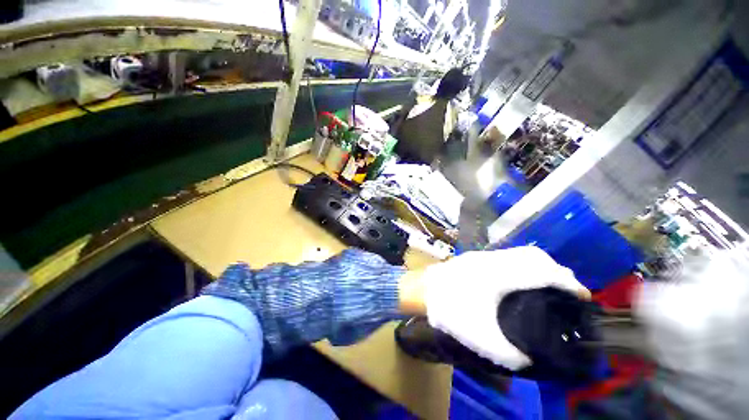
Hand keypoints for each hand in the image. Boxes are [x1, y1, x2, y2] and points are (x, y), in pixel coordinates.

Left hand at [412, 246, 589, 369]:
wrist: (419, 289)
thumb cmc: (447, 309)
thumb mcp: (480, 337)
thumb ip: (509, 354)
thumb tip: (529, 362)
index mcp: (499, 274)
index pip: (543, 272)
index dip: (568, 283)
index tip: (584, 296)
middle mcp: (493, 260)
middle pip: (535, 257)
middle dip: (556, 271)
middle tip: (567, 292)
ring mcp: (482, 256)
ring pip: (520, 254)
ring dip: (539, 266)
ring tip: (548, 287)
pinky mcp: (474, 259)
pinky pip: (507, 257)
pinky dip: (523, 265)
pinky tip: (520, 281)